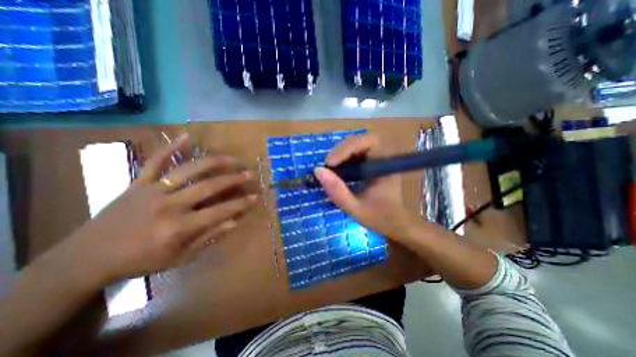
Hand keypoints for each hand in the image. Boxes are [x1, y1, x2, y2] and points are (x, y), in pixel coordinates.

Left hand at [68, 135, 256, 282]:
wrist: (85, 258)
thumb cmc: (140, 261)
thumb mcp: (180, 257)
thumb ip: (208, 237)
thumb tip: (233, 222)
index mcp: (178, 227)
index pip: (219, 211)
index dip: (240, 204)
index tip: (256, 197)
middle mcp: (169, 205)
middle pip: (209, 187)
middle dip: (234, 179)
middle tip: (250, 174)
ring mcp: (153, 190)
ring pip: (190, 170)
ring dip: (215, 162)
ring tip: (233, 159)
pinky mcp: (139, 182)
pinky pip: (156, 160)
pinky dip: (172, 147)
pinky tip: (188, 136)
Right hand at [314, 133, 414, 242]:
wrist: (393, 223)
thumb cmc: (378, 217)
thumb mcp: (355, 208)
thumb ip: (337, 191)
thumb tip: (318, 170)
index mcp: (386, 166)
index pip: (369, 142)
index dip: (347, 148)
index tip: (329, 164)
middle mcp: (385, 156)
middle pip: (361, 140)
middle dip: (341, 151)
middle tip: (328, 167)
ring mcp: (379, 157)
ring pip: (357, 144)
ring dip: (341, 153)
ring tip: (331, 169)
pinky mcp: (373, 161)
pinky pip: (356, 152)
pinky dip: (344, 158)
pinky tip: (338, 169)